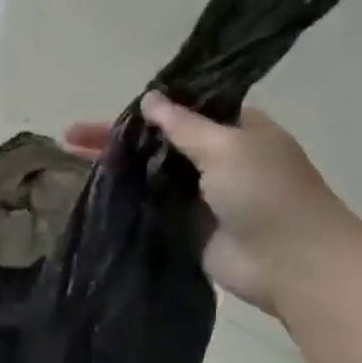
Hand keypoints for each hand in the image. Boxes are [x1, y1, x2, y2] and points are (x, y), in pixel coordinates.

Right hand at [71, 96, 355, 313]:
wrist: (291, 263)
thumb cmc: (266, 192)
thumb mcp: (226, 145)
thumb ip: (183, 124)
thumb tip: (149, 99)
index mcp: (235, 129)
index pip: (182, 109)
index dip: (146, 107)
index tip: (110, 109)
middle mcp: (216, 158)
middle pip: (158, 141)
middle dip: (118, 137)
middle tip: (71, 135)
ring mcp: (200, 194)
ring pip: (150, 173)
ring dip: (117, 166)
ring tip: (70, 158)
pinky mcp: (186, 225)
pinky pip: (150, 205)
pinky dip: (125, 197)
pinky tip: (92, 190)